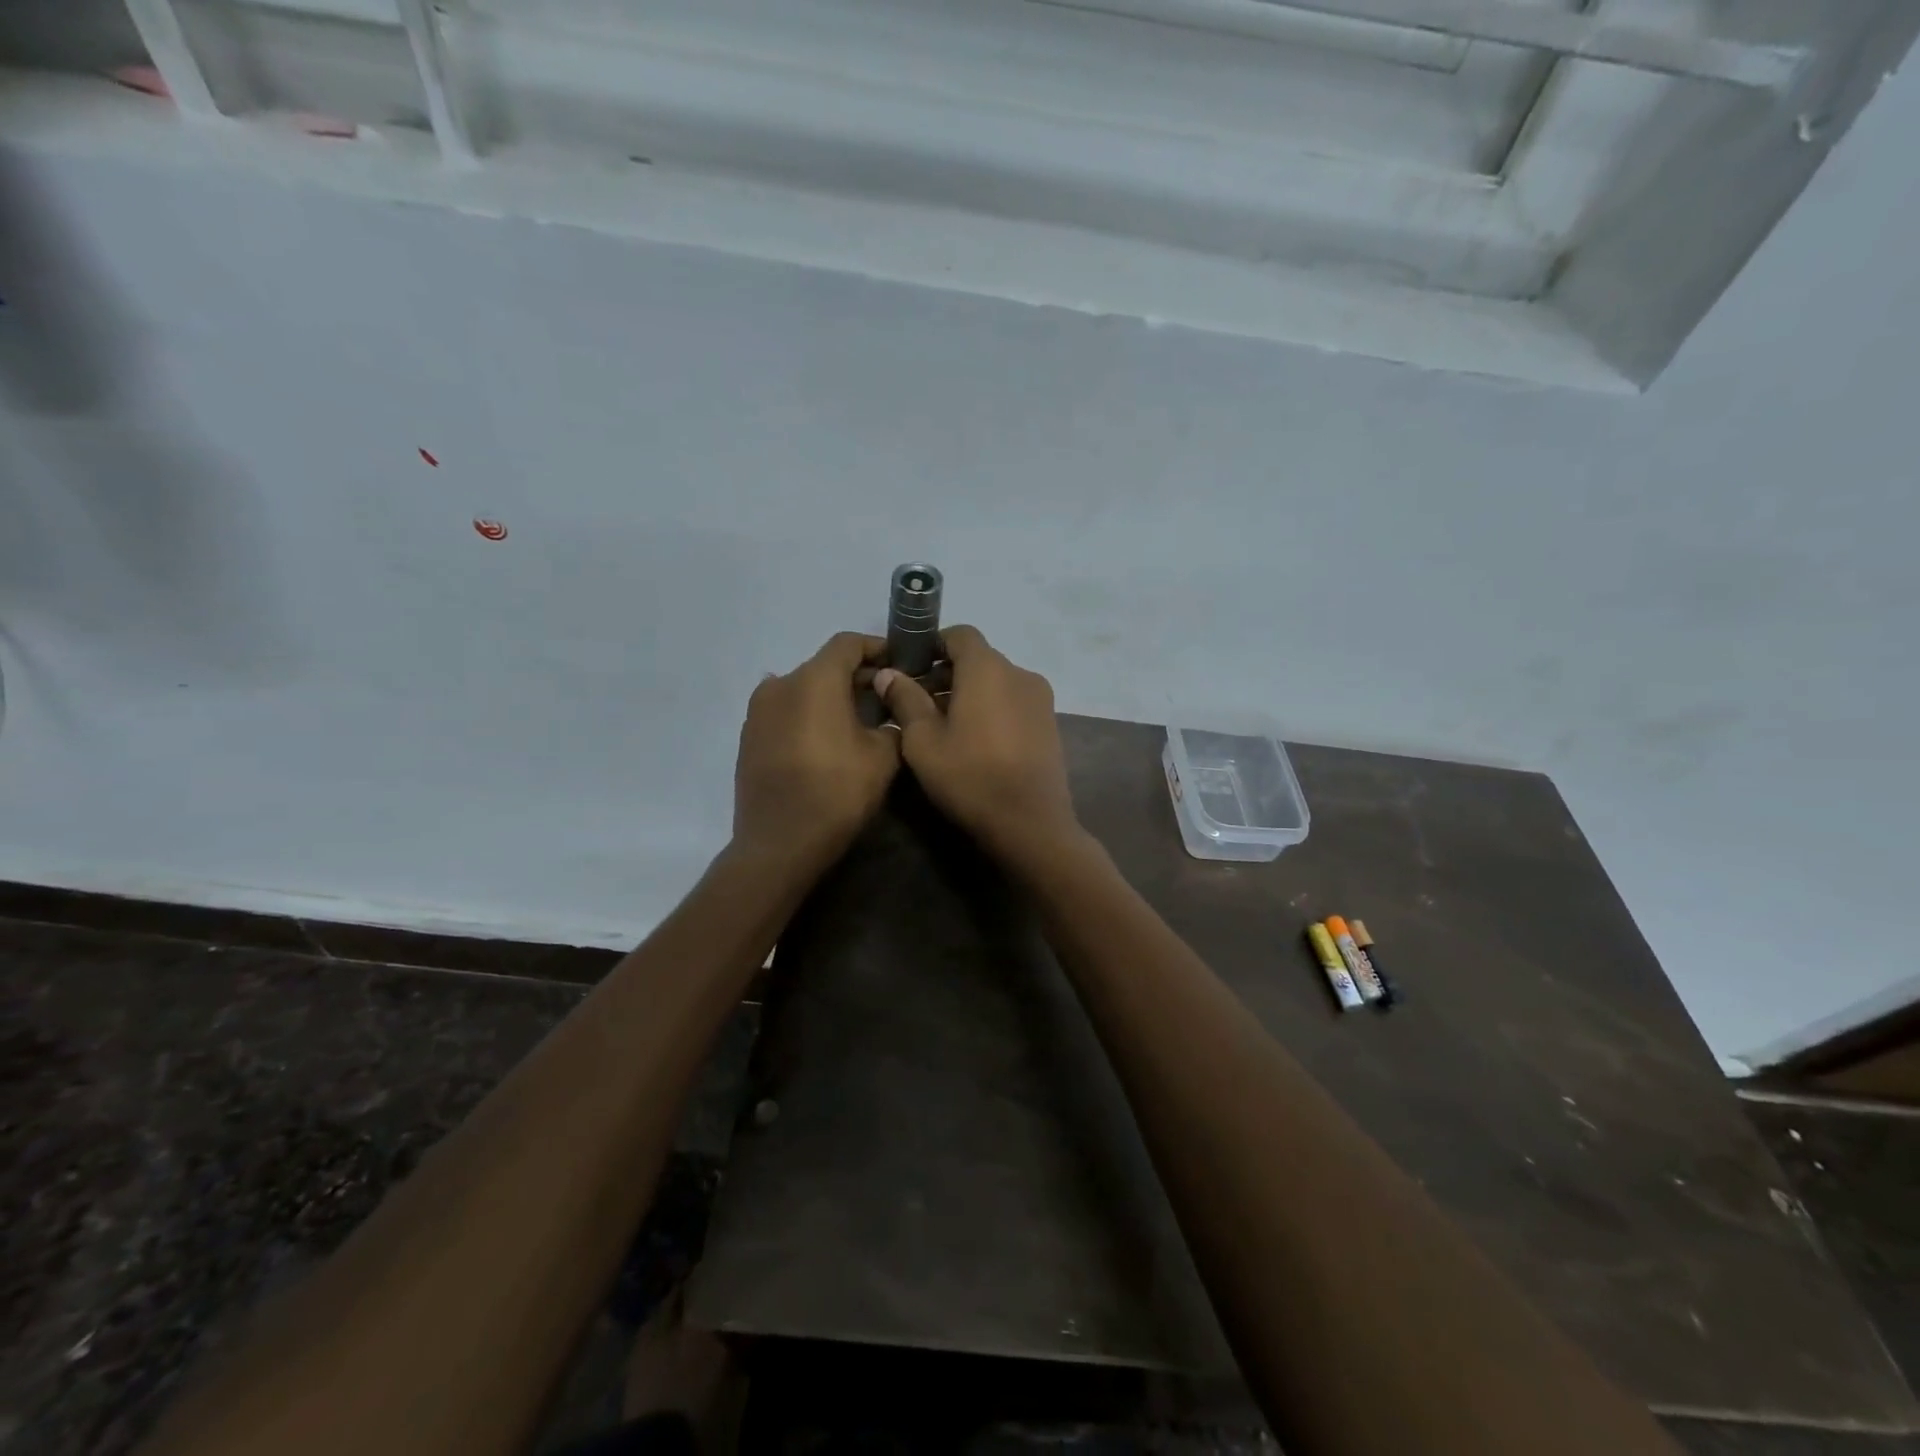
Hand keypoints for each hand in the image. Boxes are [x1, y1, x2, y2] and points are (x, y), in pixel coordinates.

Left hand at [733, 633, 901, 870]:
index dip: (877, 647)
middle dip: (857, 677)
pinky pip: (785, 714)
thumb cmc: (837, 792)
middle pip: (824, 666)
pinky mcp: (749, 738)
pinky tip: (826, 743)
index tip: (900, 662)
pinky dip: (808, 717)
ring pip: (803, 690)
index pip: (848, 644)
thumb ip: (893, 723)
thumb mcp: (884, 756)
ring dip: (831, 698)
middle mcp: (780, 685)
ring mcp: (758, 712)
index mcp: (814, 680)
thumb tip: (890, 715)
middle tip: (887, 698)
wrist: (779, 843)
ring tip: (858, 722)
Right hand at [874, 626, 1081, 859]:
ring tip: (944, 726)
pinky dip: (992, 709)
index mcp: (988, 669)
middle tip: (918, 703)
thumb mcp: (924, 741)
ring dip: (969, 693)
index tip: (911, 668)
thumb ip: (905, 700)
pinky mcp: (1050, 724)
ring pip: (997, 682)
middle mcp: (1020, 673)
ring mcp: (1040, 699)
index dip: (933, 645)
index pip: (960, 635)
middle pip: (979, 659)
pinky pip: (1013, 702)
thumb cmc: (970, 777)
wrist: (1030, 824)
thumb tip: (888, 673)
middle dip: (947, 673)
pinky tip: (975, 741)